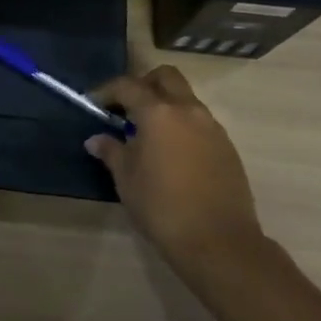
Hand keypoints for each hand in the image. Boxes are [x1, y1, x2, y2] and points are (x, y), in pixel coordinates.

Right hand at [85, 66, 267, 269]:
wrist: (219, 242)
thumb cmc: (163, 208)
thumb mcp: (127, 180)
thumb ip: (112, 152)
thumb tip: (96, 140)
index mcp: (159, 113)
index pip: (128, 86)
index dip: (107, 91)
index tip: (94, 103)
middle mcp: (188, 110)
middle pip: (165, 77)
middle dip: (143, 84)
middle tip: (127, 108)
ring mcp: (212, 127)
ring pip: (186, 98)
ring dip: (166, 105)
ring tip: (148, 134)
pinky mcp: (227, 146)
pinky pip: (200, 122)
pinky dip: (182, 125)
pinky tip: (172, 154)